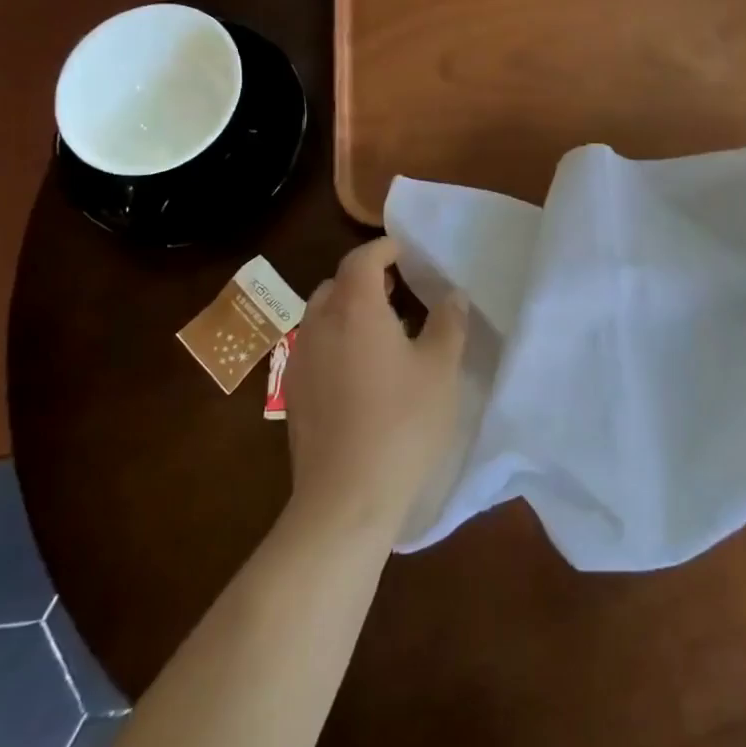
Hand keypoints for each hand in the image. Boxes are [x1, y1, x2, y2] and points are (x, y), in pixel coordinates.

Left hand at [281, 236, 467, 539]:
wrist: (345, 497)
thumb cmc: (402, 424)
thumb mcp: (440, 370)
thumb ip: (448, 324)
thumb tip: (452, 296)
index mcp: (355, 309)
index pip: (362, 260)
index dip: (383, 248)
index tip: (404, 251)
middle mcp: (319, 325)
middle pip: (336, 284)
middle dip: (365, 279)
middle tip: (398, 291)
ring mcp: (300, 360)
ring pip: (320, 316)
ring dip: (347, 310)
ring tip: (382, 330)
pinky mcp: (292, 393)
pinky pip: (313, 347)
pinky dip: (335, 340)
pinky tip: (360, 371)